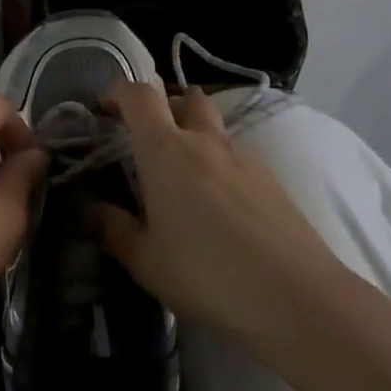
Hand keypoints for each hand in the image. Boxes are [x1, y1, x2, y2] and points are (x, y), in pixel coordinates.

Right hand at [94, 82, 348, 350]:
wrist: (296, 297)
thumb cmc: (206, 273)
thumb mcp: (145, 260)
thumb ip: (114, 229)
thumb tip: (94, 210)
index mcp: (165, 149)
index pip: (139, 95)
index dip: (118, 92)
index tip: (105, 108)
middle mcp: (204, 141)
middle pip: (185, 97)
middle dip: (164, 106)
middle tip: (148, 136)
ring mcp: (243, 157)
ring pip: (214, 126)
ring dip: (194, 135)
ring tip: (182, 176)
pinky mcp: (271, 180)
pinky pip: (236, 157)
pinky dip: (219, 165)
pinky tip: (218, 206)